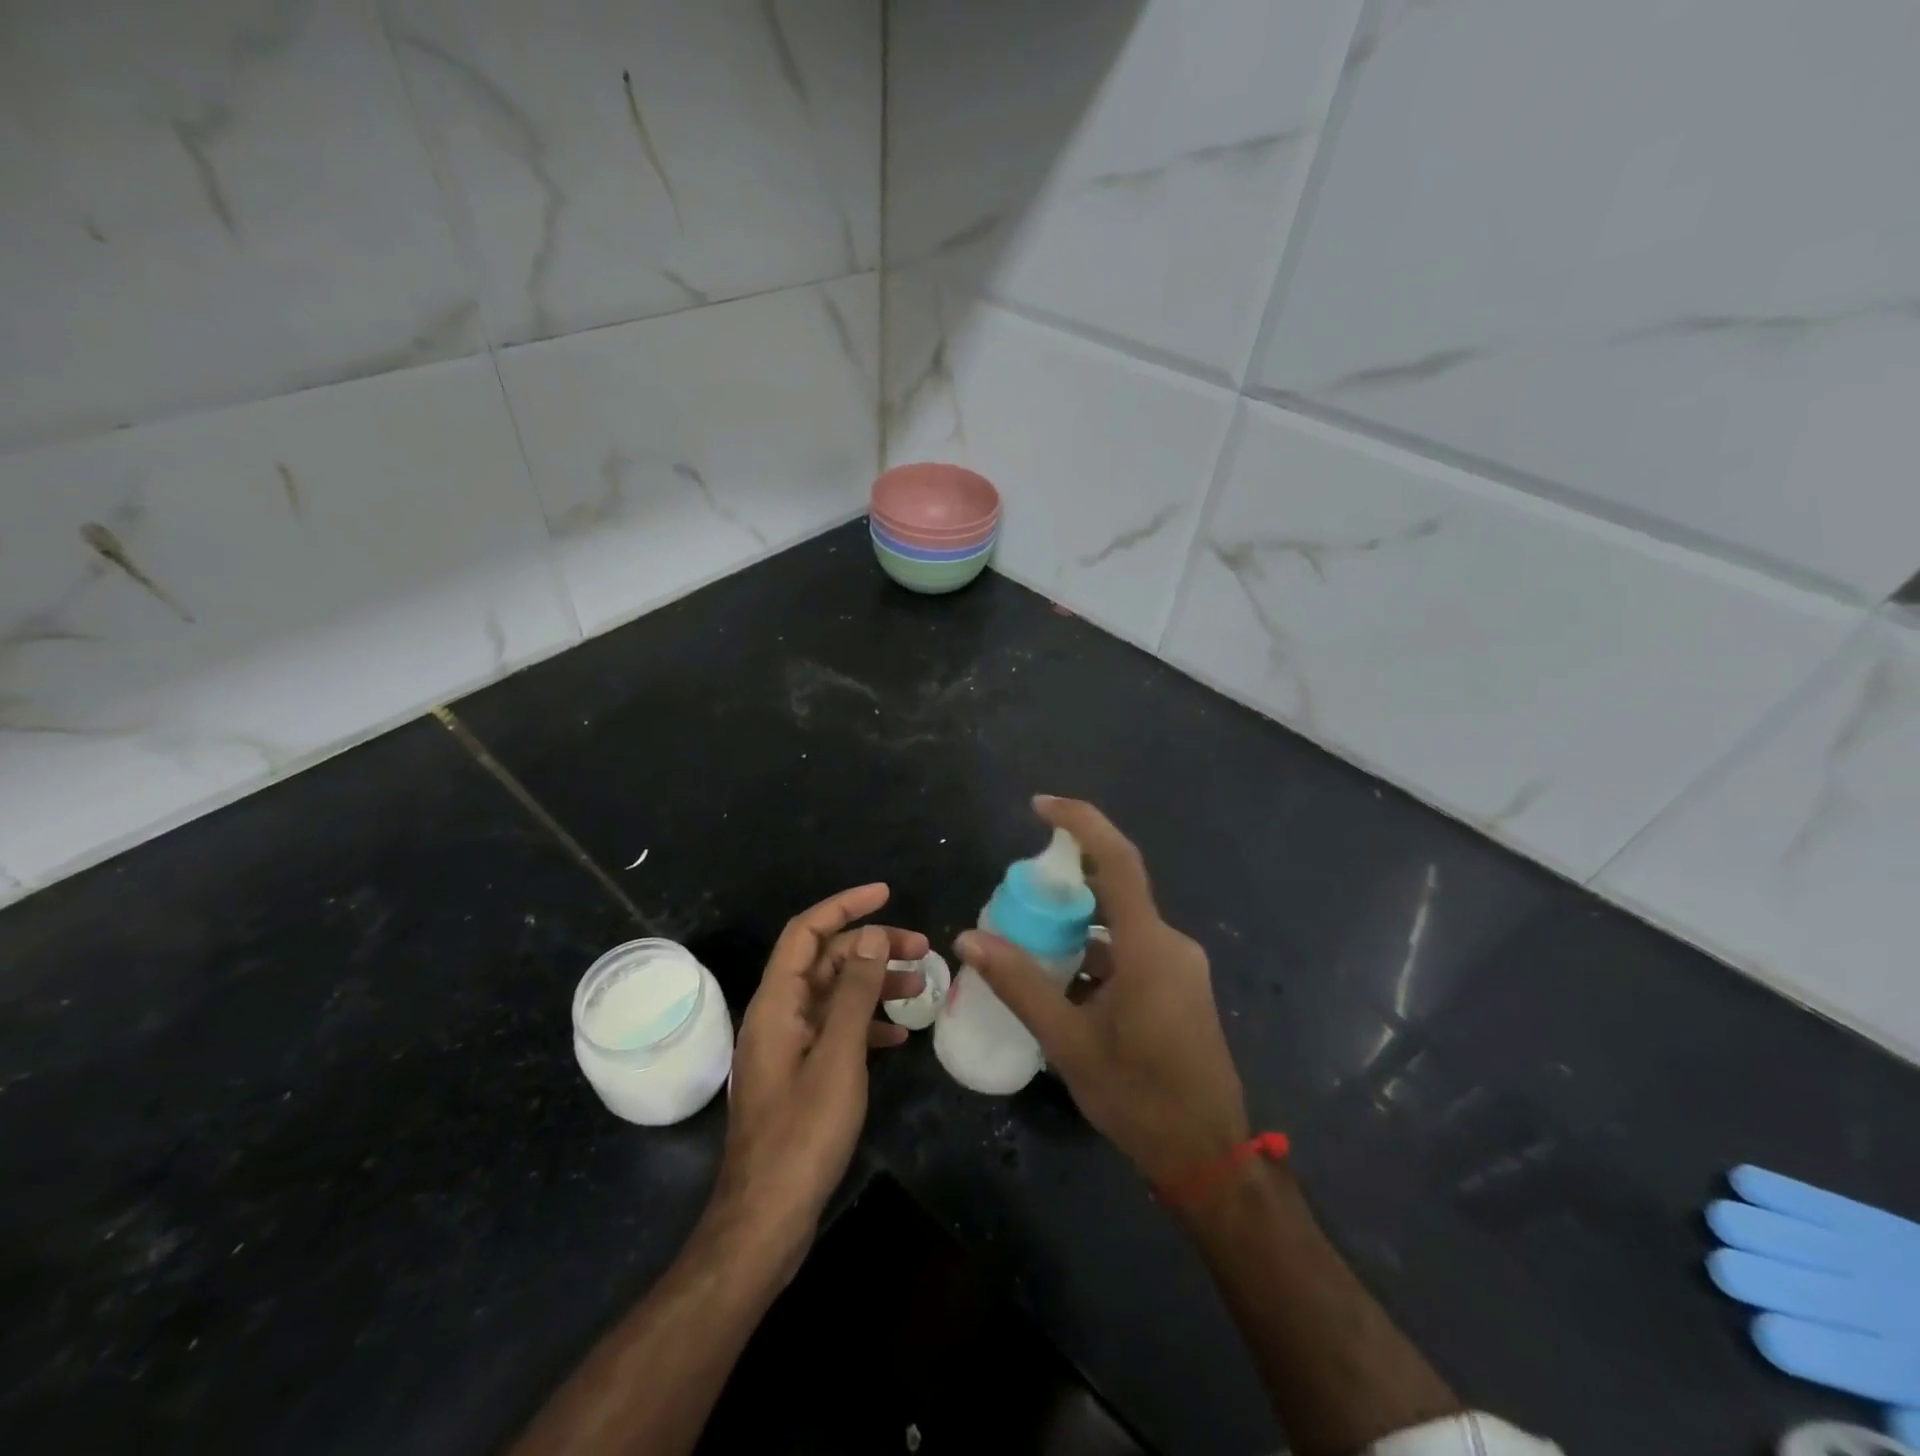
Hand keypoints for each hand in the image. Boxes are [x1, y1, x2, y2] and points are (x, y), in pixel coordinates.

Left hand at [713, 884, 925, 1265]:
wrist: (767, 1219)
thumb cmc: (803, 1133)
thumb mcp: (838, 1055)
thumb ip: (854, 992)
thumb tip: (870, 935)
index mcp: (777, 1002)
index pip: (807, 932)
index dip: (844, 906)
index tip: (886, 894)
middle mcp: (778, 1015)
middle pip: (825, 961)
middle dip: (872, 947)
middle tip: (922, 948)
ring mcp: (789, 1046)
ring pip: (834, 995)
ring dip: (874, 984)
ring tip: (921, 988)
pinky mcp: (800, 1074)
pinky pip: (835, 1031)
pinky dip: (866, 1024)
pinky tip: (897, 1037)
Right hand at [956, 798, 1247, 1183]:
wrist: (1209, 1157)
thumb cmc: (1139, 1098)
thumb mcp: (1069, 1042)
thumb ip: (1020, 985)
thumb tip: (969, 938)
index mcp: (1149, 946)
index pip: (1117, 860)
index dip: (1080, 823)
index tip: (1039, 806)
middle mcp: (1169, 943)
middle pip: (1115, 889)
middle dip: (1065, 883)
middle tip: (1017, 898)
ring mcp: (1179, 965)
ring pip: (1120, 924)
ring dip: (1078, 926)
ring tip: (1029, 943)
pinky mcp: (1179, 986)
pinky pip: (1131, 950)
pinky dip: (1095, 952)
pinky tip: (1063, 981)